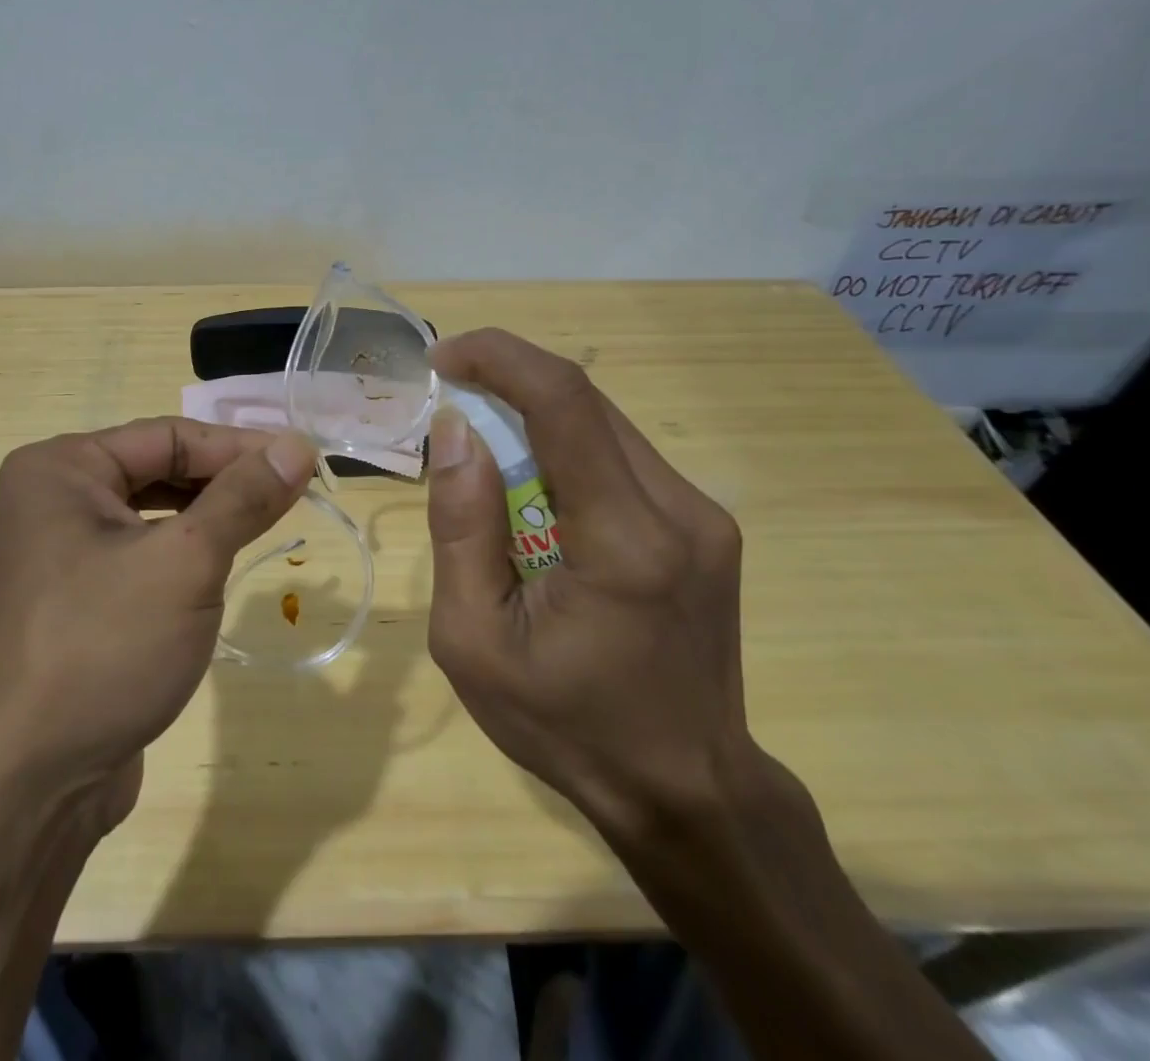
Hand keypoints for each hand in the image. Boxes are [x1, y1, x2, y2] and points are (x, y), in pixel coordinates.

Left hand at [0, 417, 313, 832]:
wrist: (24, 787)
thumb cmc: (103, 649)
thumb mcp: (186, 563)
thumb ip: (243, 498)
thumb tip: (298, 445)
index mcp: (61, 468)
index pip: (169, 436)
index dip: (241, 446)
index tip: (305, 461)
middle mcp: (53, 499)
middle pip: (159, 469)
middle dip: (226, 480)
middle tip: (294, 493)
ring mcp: (61, 553)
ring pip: (154, 514)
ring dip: (210, 517)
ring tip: (268, 522)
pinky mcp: (77, 599)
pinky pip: (142, 555)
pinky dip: (185, 554)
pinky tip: (221, 568)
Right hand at [424, 329, 750, 841]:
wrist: (686, 791)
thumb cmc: (566, 725)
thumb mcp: (474, 639)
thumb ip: (461, 526)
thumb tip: (455, 430)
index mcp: (625, 541)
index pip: (563, 403)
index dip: (499, 358)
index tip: (443, 357)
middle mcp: (679, 510)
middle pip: (585, 402)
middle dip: (508, 384)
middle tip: (450, 405)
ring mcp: (704, 516)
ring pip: (604, 424)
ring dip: (535, 418)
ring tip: (484, 455)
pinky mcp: (705, 527)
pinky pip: (622, 458)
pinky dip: (566, 450)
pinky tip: (536, 494)